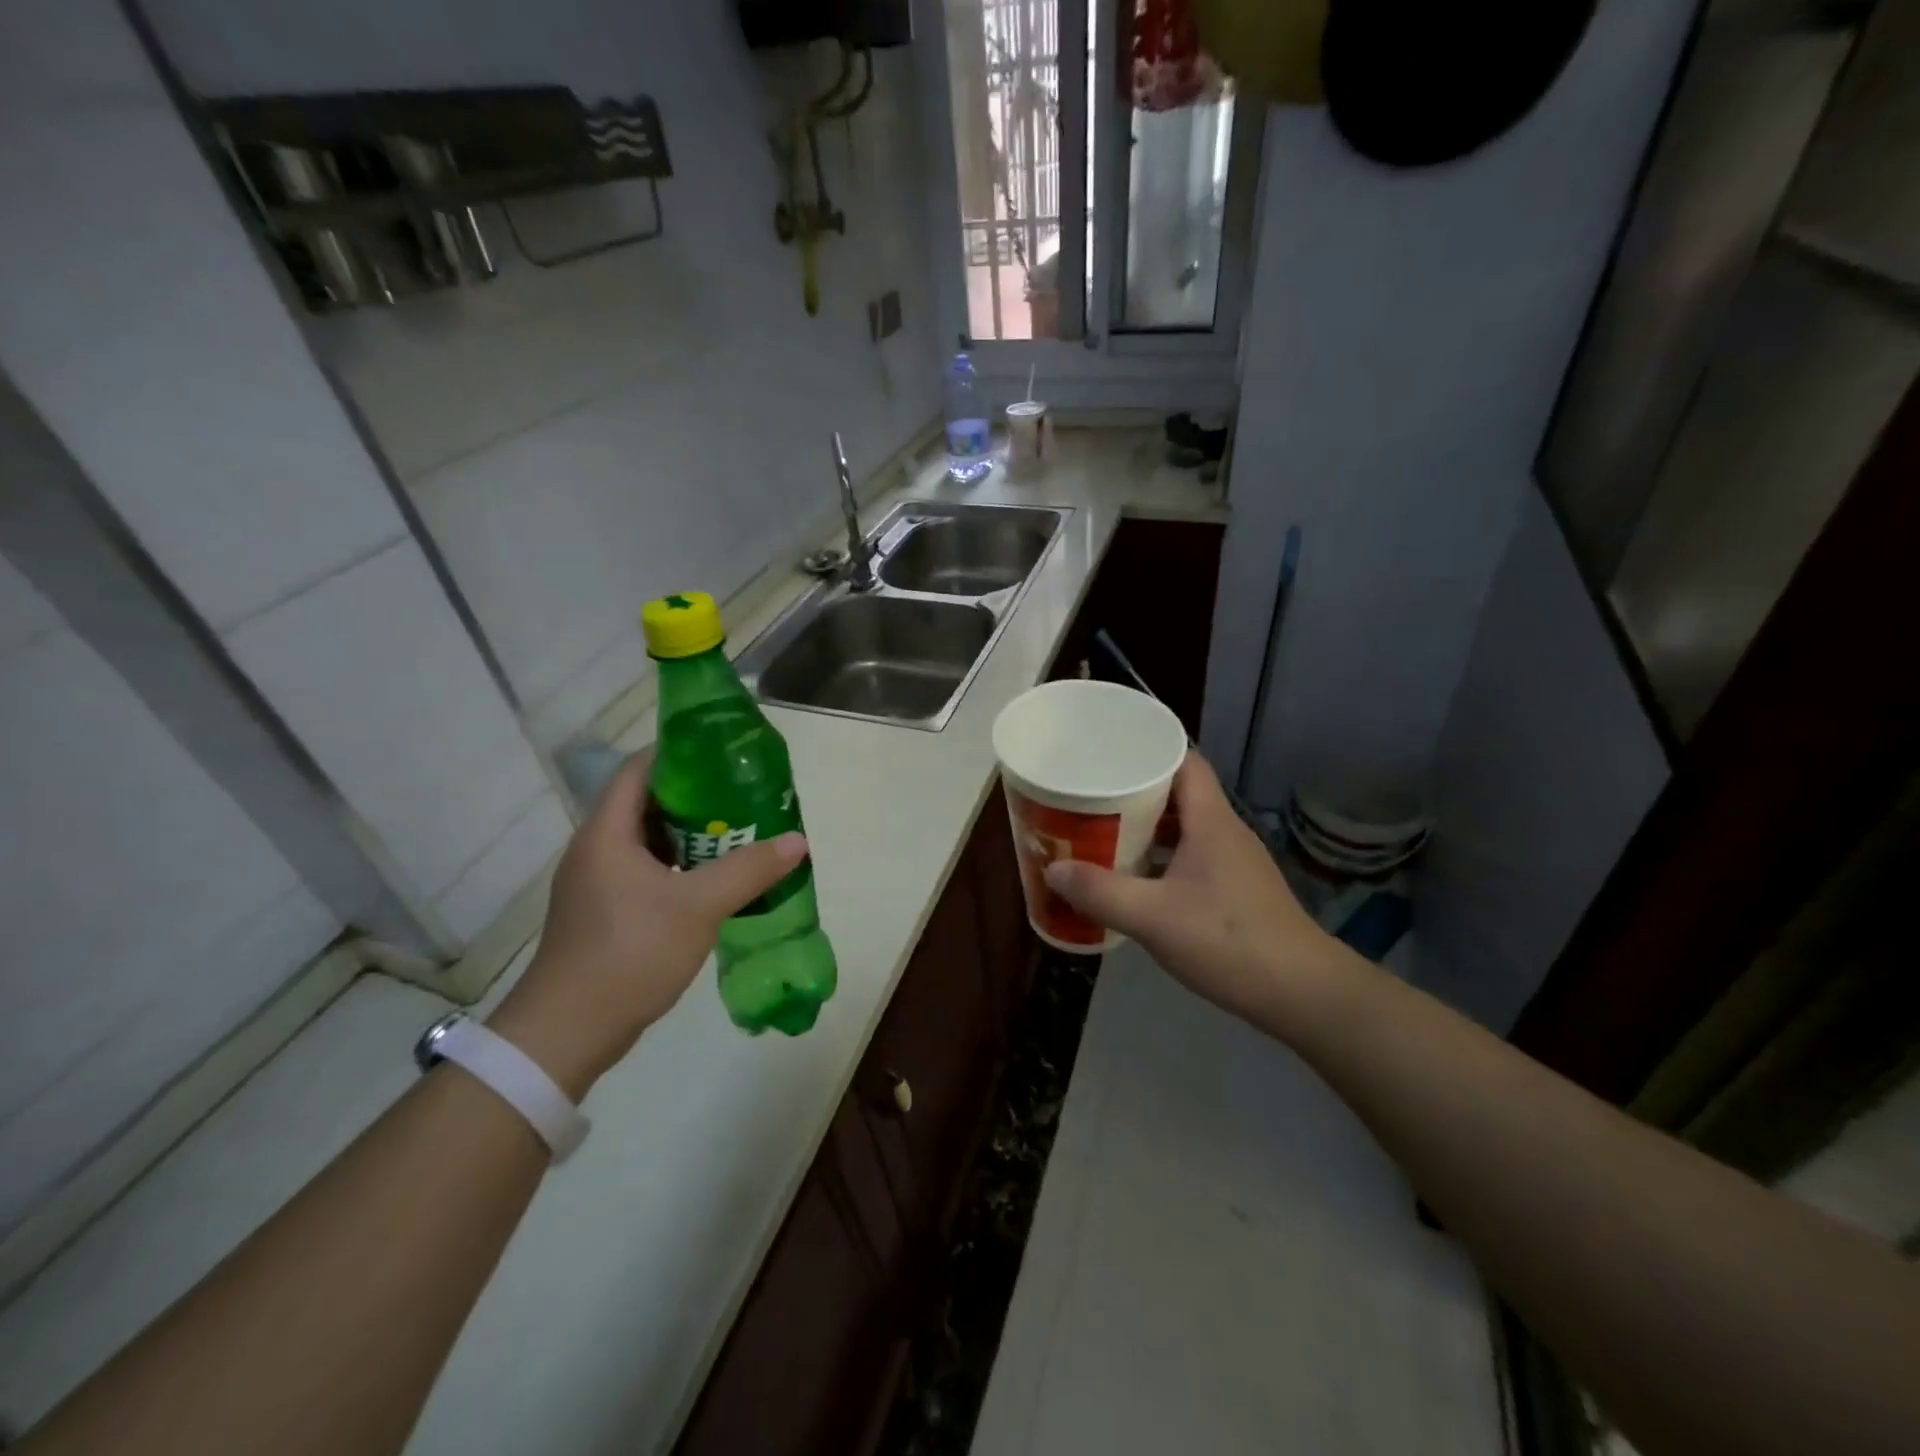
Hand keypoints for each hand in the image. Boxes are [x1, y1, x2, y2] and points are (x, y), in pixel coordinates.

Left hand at [486, 749, 806, 1096]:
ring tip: (736, 832)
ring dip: (689, 834)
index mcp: (607, 833)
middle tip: (742, 794)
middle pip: (646, 803)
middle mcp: (596, 849)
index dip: (678, 753)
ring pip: (647, 840)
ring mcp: (597, 883)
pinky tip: (712, 879)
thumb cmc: (629, 953)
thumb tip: (797, 841)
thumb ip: (749, 870)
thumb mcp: (698, 907)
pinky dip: (678, 866)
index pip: (638, 770)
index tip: (722, 753)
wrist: (568, 1032)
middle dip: (695, 795)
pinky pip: (646, 871)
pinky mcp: (604, 912)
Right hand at [1043, 752, 1347, 1035]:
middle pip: (1178, 793)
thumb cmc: (1228, 941)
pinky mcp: (1236, 890)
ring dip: (1147, 827)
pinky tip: (1136, 879)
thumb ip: (1101, 892)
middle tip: (1090, 796)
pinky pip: (1191, 856)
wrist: (1302, 993)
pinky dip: (1162, 857)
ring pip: (1184, 828)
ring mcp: (1234, 862)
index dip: (1148, 750)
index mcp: (1211, 821)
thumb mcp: (1153, 917)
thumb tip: (1052, 869)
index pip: (1184, 761)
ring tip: (1103, 832)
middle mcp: (1225, 831)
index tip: (1106, 754)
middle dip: (1134, 791)